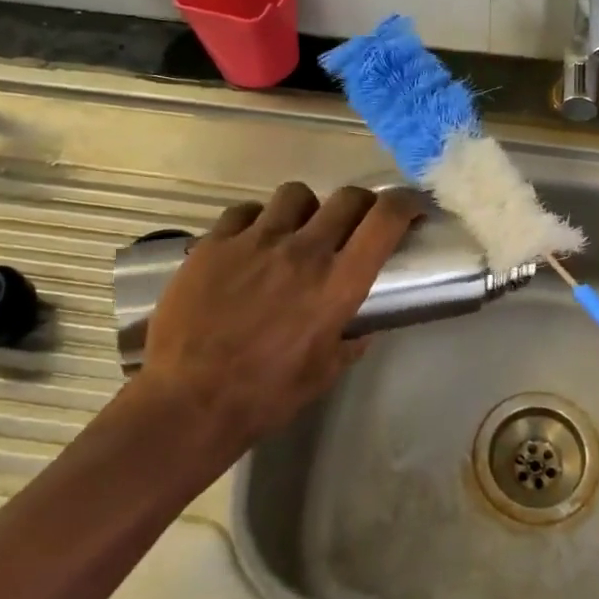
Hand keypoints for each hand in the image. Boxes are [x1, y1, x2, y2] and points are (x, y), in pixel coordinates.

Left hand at [139, 182, 419, 451]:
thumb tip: (360, 328)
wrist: (186, 404)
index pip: (385, 219)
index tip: (411, 208)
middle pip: (347, 197)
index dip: (406, 203)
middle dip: (360, 205)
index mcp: (338, 283)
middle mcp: (303, 251)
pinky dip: (256, 221)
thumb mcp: (323, 374)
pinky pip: (245, 211)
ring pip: (296, 194)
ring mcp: (256, 241)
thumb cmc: (264, 396)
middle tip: (355, 222)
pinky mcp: (214, 244)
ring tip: (296, 230)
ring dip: (306, 208)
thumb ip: (349, 342)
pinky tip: (250, 244)